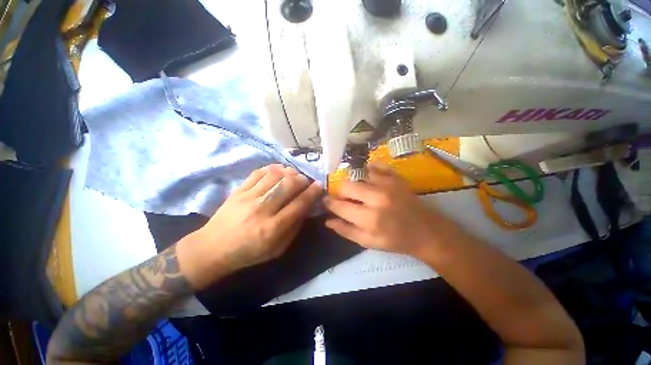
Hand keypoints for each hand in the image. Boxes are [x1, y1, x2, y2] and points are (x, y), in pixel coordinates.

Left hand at [177, 165, 321, 289]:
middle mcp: (262, 209)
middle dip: (302, 179)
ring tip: (294, 175)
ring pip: (274, 175)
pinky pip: (258, 173)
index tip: (319, 185)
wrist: (213, 248)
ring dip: (289, 172)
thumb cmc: (249, 252)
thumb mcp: (278, 249)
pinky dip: (272, 168)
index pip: (299, 204)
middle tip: (306, 181)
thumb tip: (306, 207)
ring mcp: (248, 197)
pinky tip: (278, 171)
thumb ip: (294, 227)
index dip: (312, 192)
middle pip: (288, 185)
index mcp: (273, 228)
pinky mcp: (239, 190)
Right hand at [323, 163, 455, 256]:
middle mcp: (376, 197)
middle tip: (344, 198)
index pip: (340, 205)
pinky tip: (369, 177)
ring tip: (359, 191)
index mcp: (369, 218)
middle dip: (340, 192)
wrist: (427, 232)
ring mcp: (387, 184)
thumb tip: (328, 220)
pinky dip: (369, 170)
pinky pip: (376, 166)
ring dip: (354, 183)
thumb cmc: (397, 240)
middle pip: (346, 185)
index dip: (329, 202)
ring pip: (358, 175)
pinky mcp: (396, 177)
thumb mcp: (369, 243)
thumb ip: (346, 231)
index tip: (326, 201)